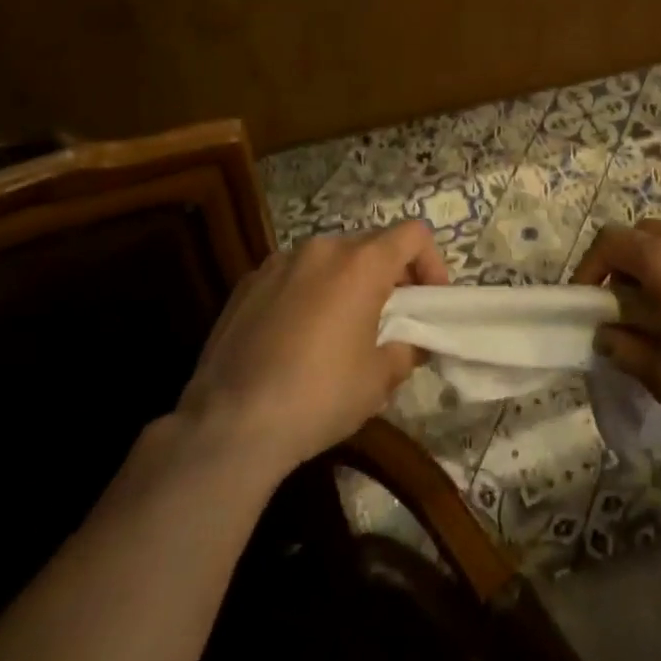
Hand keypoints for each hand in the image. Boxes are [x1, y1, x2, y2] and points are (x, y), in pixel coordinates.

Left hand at [179, 223, 444, 474]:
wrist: (229, 425)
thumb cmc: (319, 396)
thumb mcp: (379, 381)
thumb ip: (405, 350)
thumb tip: (407, 345)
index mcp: (361, 263)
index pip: (413, 235)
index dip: (432, 262)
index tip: (428, 301)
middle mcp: (321, 249)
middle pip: (370, 245)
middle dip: (388, 275)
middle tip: (390, 318)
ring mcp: (278, 263)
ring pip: (329, 260)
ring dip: (346, 283)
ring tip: (341, 328)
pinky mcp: (246, 284)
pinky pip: (292, 277)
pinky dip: (308, 294)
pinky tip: (297, 338)